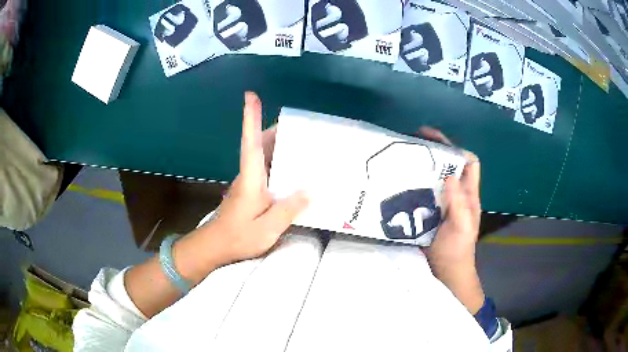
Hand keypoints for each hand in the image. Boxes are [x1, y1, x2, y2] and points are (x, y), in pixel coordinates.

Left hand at [199, 92, 308, 266]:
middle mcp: (248, 174)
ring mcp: (248, 182)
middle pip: (259, 143)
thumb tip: (310, 191)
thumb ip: (288, 209)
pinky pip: (265, 168)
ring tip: (302, 142)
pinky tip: (293, 169)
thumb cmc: (238, 236)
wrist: (216, 246)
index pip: (250, 142)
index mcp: (251, 177)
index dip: (250, 118)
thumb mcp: (267, 227)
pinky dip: (278, 161)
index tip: (250, 96)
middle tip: (299, 124)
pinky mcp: (250, 190)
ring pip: (262, 154)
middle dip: (275, 129)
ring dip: (278, 144)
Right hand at [419, 127, 484, 313]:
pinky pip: (421, 190)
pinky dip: (413, 182)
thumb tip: (449, 175)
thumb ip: (459, 203)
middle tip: (413, 140)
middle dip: (435, 149)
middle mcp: (456, 193)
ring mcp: (441, 202)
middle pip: (449, 164)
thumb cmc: (457, 251)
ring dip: (422, 164)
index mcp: (468, 194)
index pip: (470, 163)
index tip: (437, 141)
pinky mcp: (427, 210)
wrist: (444, 272)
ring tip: (403, 155)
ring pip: (434, 176)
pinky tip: (399, 180)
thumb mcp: (462, 227)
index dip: (457, 149)